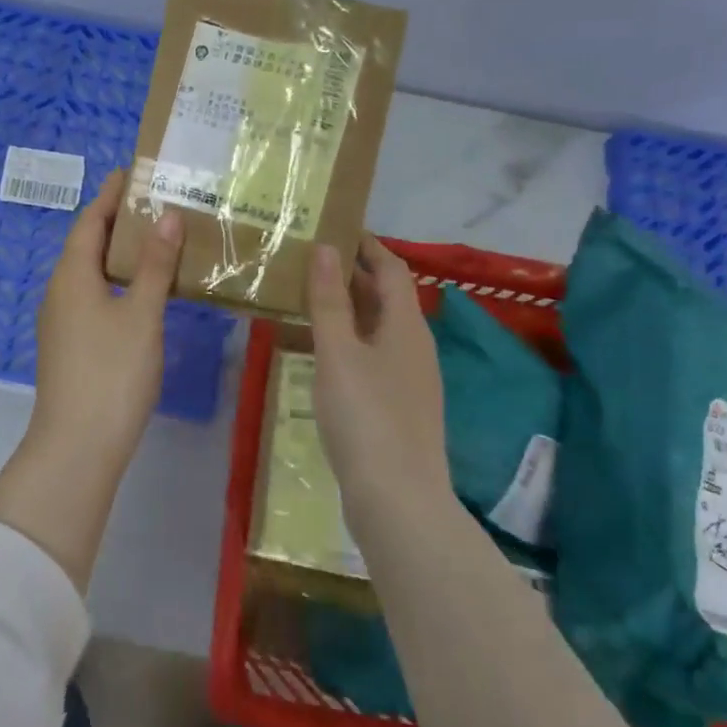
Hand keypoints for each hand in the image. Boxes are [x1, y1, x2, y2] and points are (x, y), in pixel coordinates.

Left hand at [22, 170, 184, 476]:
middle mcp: (59, 291)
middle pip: (88, 244)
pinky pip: (93, 297)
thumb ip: (156, 265)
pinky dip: (118, 283)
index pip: (90, 220)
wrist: (78, 444)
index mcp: (71, 275)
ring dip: (119, 254)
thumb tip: (167, 216)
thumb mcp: (142, 314)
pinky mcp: (70, 345)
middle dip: (118, 222)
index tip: (133, 172)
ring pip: (91, 273)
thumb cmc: (112, 372)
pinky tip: (144, 291)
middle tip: (156, 203)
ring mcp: (61, 321)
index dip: (111, 195)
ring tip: (157, 241)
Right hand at [306, 236, 449, 506]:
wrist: (398, 499)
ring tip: (310, 298)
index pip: (392, 269)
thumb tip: (327, 249)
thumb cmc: (366, 417)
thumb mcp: (339, 353)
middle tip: (311, 260)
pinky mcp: (400, 405)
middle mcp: (415, 346)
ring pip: (380, 327)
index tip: (335, 228)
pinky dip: (351, 339)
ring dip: (350, 307)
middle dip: (354, 274)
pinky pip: (375, 354)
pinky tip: (325, 352)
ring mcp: (410, 378)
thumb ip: (330, 300)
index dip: (367, 245)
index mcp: (406, 326)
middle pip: (388, 297)